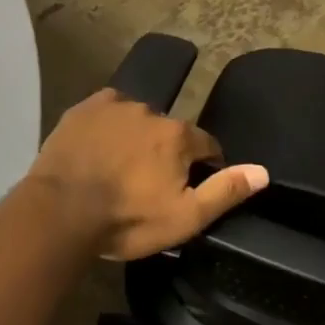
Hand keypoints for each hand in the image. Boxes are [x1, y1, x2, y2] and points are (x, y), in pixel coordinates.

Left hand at [25, 88, 267, 259]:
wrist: (61, 211)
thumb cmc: (127, 219)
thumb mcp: (184, 218)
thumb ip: (225, 191)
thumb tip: (263, 171)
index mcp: (178, 136)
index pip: (207, 144)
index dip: (205, 166)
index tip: (190, 188)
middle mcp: (151, 111)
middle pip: (170, 132)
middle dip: (167, 153)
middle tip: (149, 184)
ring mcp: (114, 106)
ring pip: (137, 120)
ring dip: (136, 138)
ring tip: (120, 168)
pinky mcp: (84, 108)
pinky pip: (106, 111)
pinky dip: (108, 126)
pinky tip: (98, 148)